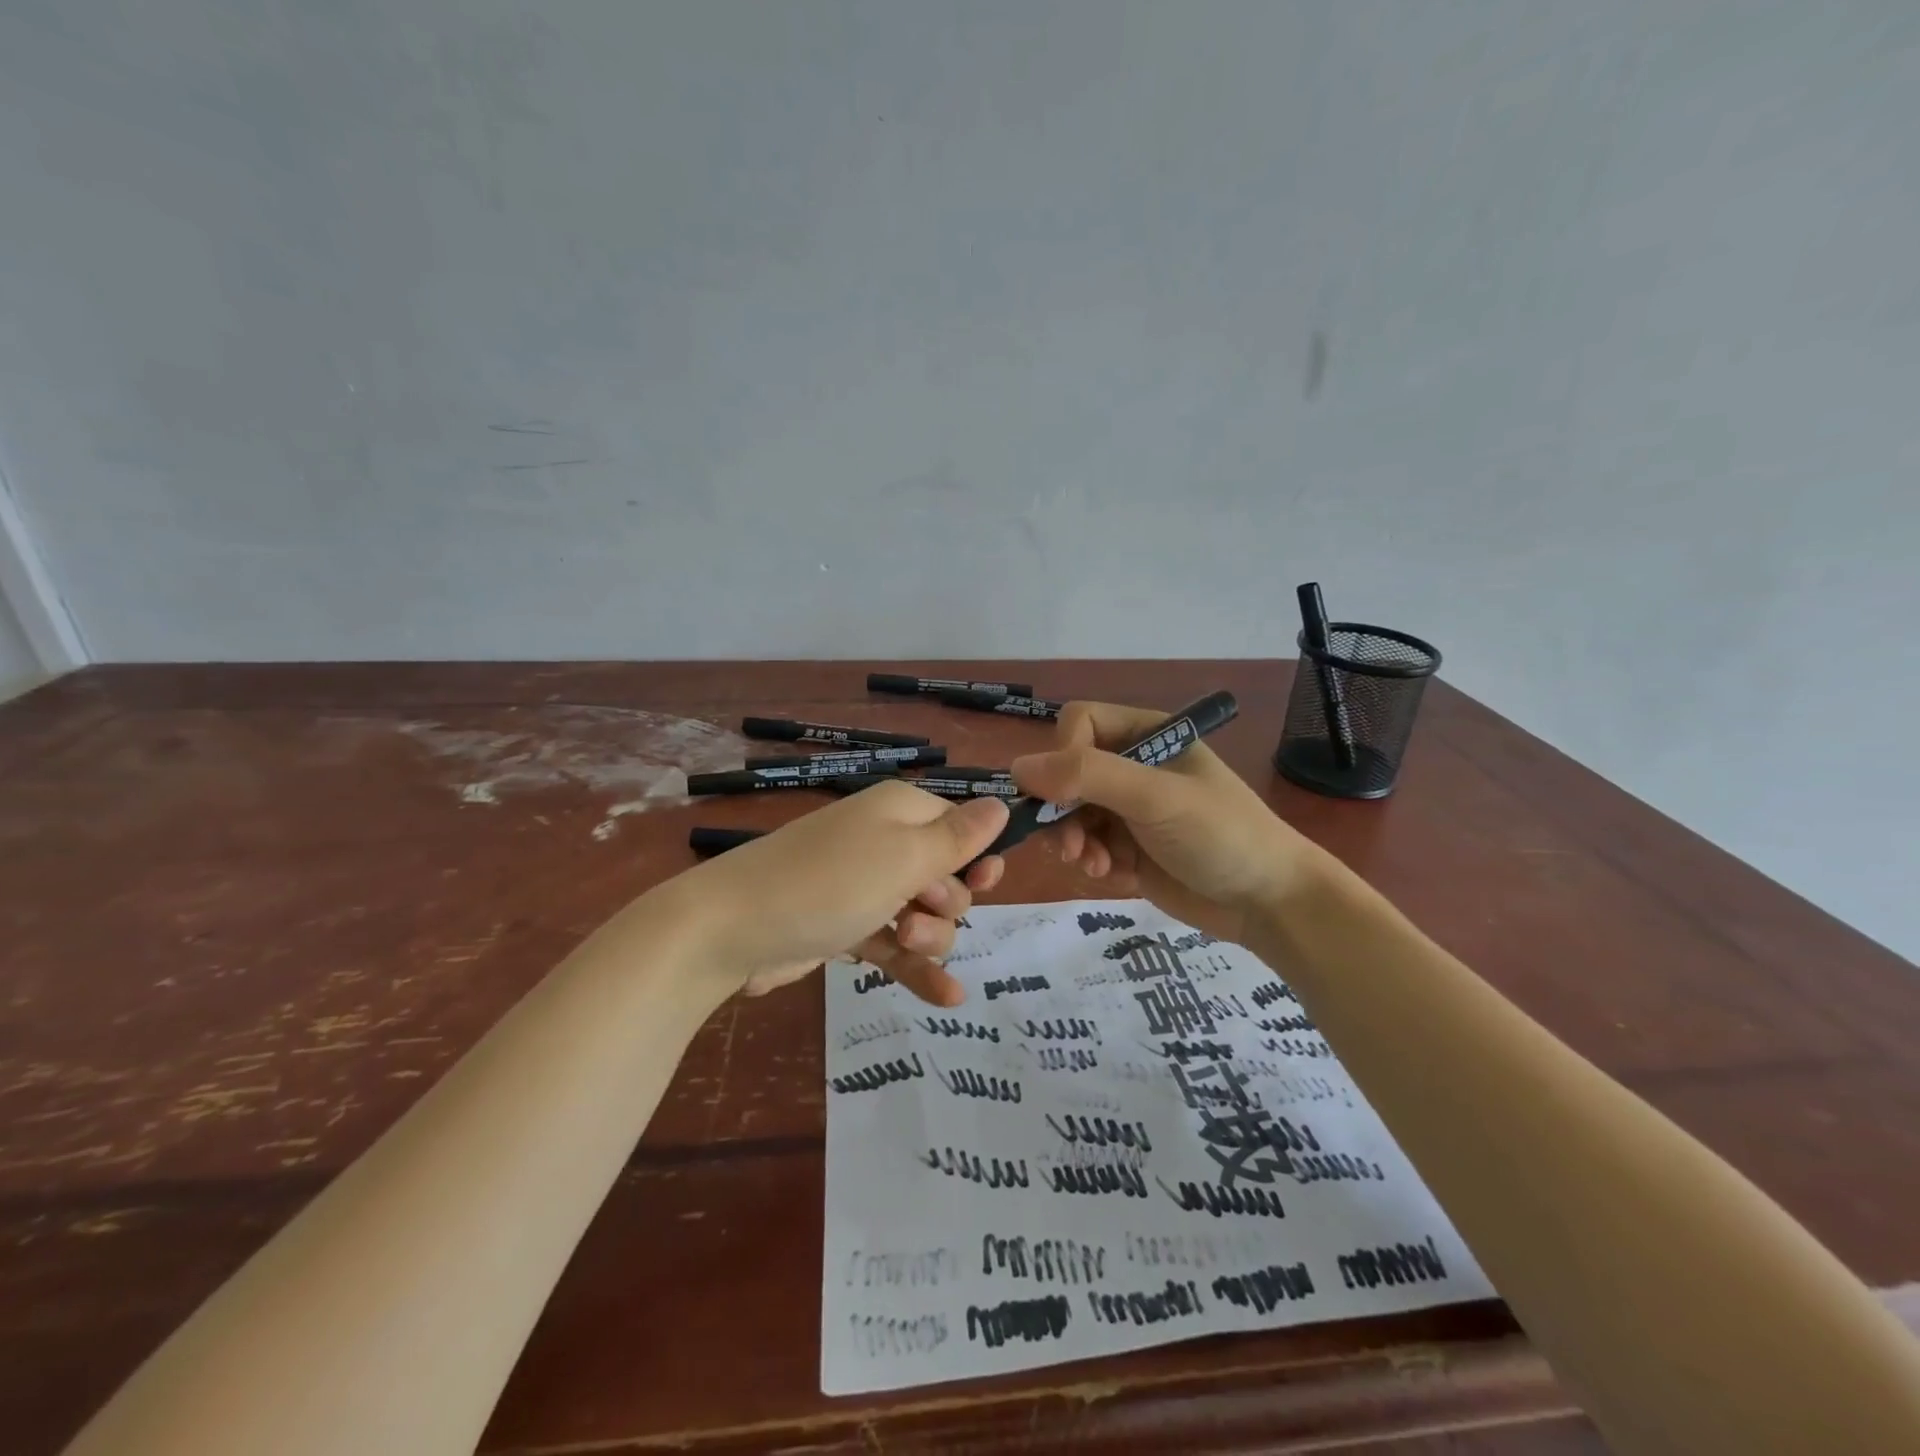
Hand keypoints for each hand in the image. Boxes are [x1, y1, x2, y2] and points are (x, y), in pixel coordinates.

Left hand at [666, 780, 1008, 1005]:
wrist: (730, 928)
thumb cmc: (829, 882)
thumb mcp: (904, 857)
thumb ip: (958, 837)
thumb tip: (1003, 802)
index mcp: (900, 811)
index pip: (960, 827)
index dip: (977, 858)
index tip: (986, 885)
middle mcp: (883, 842)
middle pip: (946, 875)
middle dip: (946, 901)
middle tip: (919, 912)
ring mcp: (863, 887)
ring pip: (923, 914)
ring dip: (929, 936)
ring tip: (905, 945)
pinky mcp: (846, 926)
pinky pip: (894, 945)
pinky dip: (917, 969)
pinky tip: (948, 999)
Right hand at [1010, 701, 1325, 943]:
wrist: (1270, 902)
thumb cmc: (1221, 834)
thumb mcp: (1156, 796)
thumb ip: (1089, 776)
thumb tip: (1018, 767)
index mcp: (1146, 734)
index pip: (1078, 724)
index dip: (1062, 755)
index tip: (1063, 794)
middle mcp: (1133, 766)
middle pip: (1066, 773)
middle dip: (1063, 811)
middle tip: (1069, 847)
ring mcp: (1129, 809)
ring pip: (1069, 813)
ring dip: (1074, 841)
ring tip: (1094, 866)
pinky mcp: (1128, 848)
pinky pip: (1086, 846)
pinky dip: (1093, 862)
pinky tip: (1115, 878)